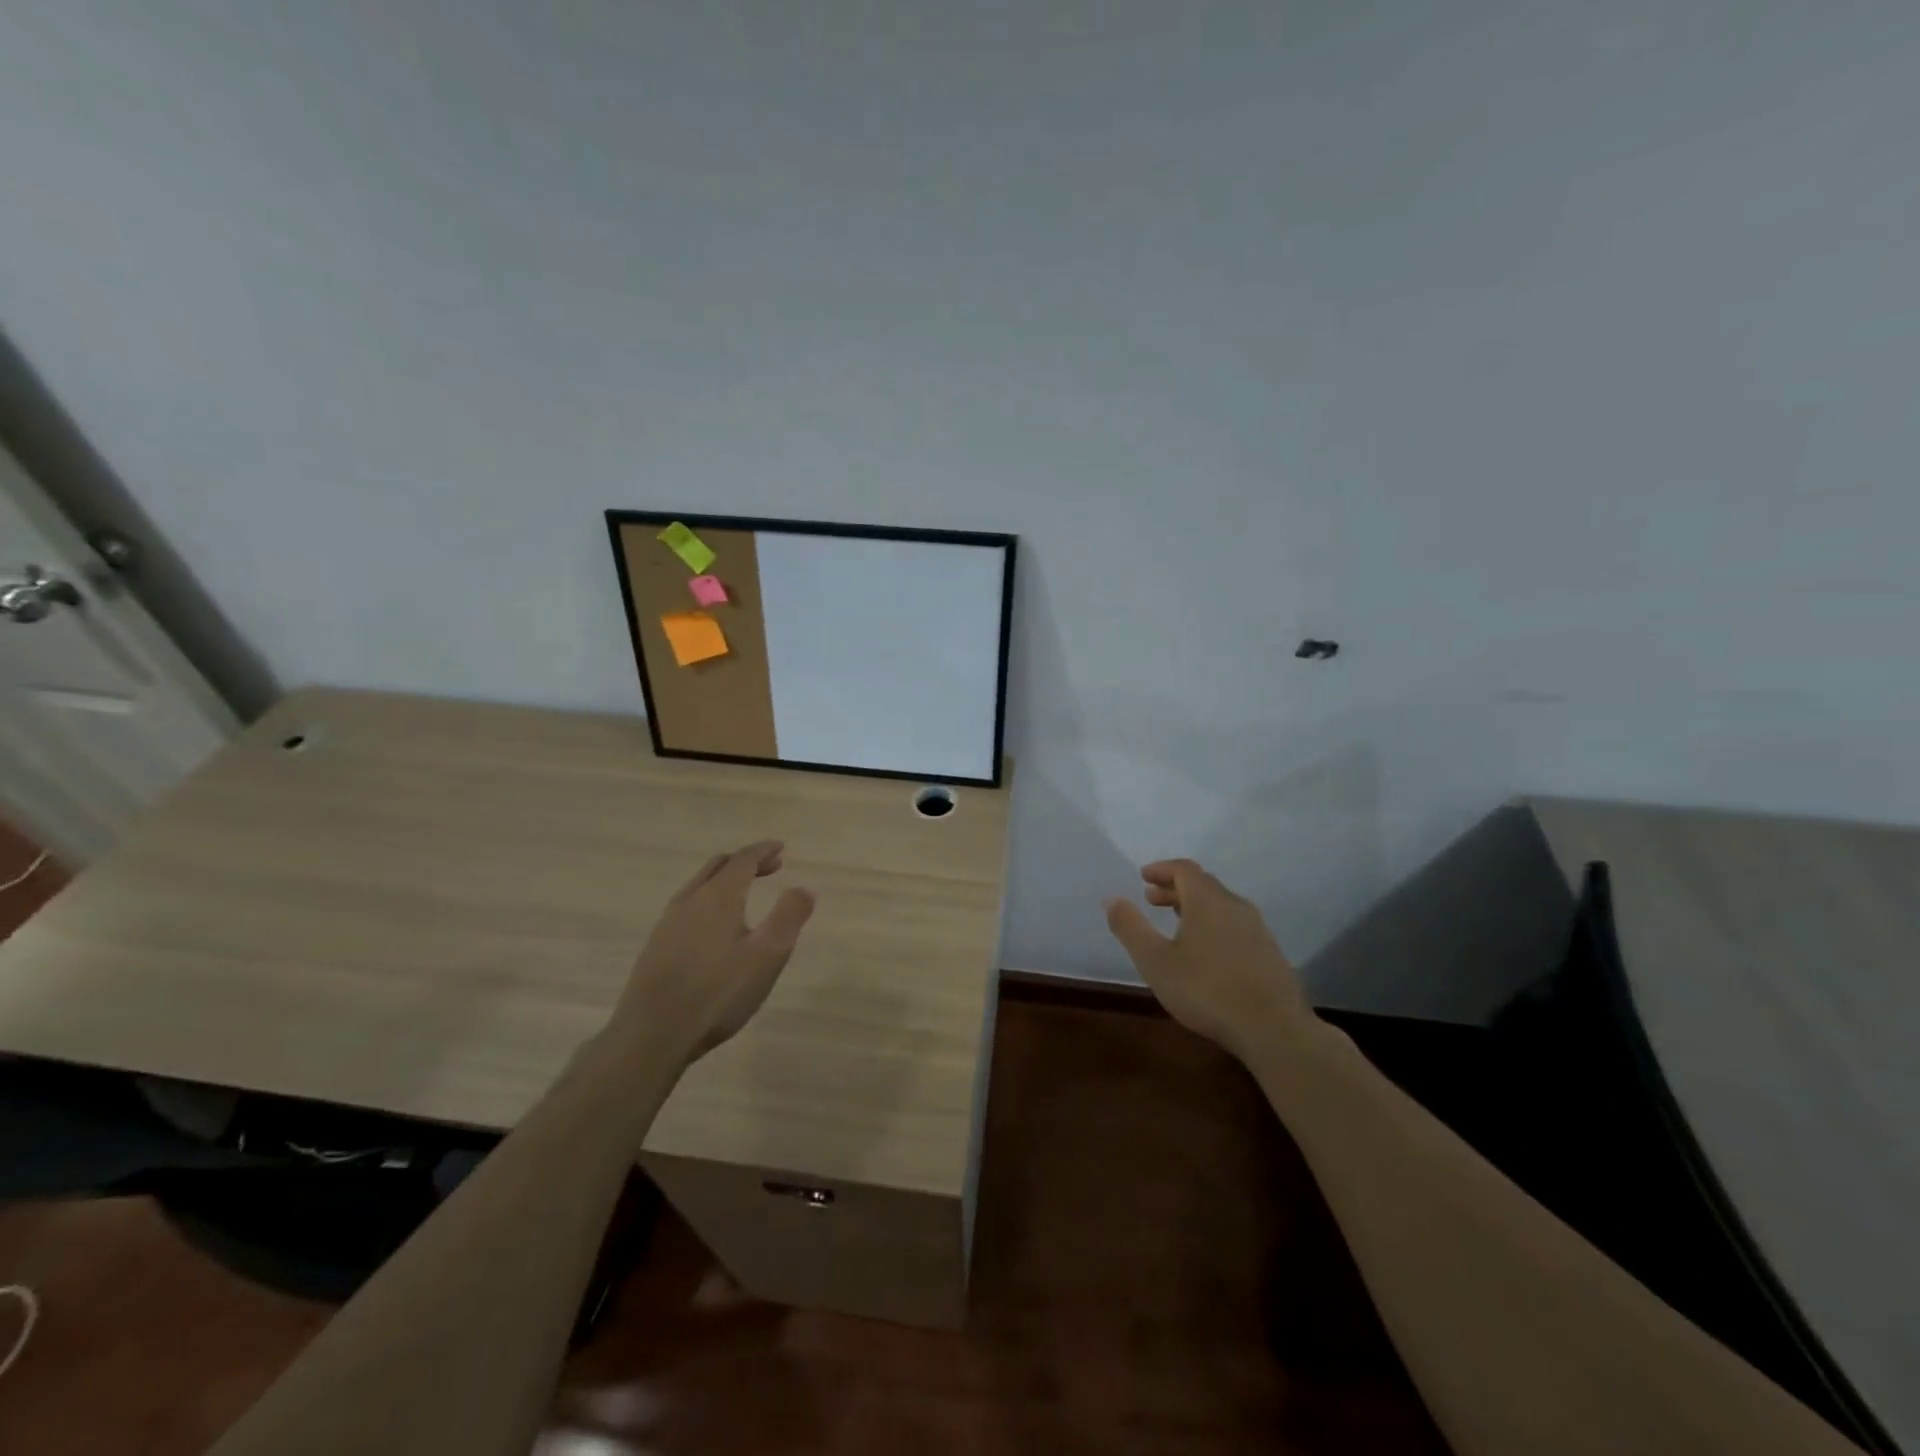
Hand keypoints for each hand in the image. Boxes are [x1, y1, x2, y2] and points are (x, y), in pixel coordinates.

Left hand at [609, 840, 816, 1067]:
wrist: (653, 1034)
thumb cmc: (718, 992)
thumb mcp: (767, 955)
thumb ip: (789, 917)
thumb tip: (803, 888)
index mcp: (719, 897)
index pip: (743, 860)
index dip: (763, 851)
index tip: (780, 848)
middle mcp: (690, 901)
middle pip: (718, 867)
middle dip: (746, 862)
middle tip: (770, 867)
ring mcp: (668, 923)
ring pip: (699, 886)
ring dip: (725, 880)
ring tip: (744, 893)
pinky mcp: (656, 946)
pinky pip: (687, 907)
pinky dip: (708, 900)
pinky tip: (714, 927)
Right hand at [1104, 859, 1311, 1060]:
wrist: (1273, 1028)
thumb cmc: (1206, 990)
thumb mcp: (1155, 961)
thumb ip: (1131, 927)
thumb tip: (1111, 898)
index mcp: (1208, 900)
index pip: (1184, 869)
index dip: (1162, 870)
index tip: (1144, 878)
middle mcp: (1235, 906)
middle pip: (1203, 884)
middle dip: (1175, 888)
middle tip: (1152, 899)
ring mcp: (1257, 929)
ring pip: (1221, 905)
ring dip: (1195, 907)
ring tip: (1176, 924)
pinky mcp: (1269, 953)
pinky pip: (1234, 925)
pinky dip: (1213, 924)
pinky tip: (1206, 952)